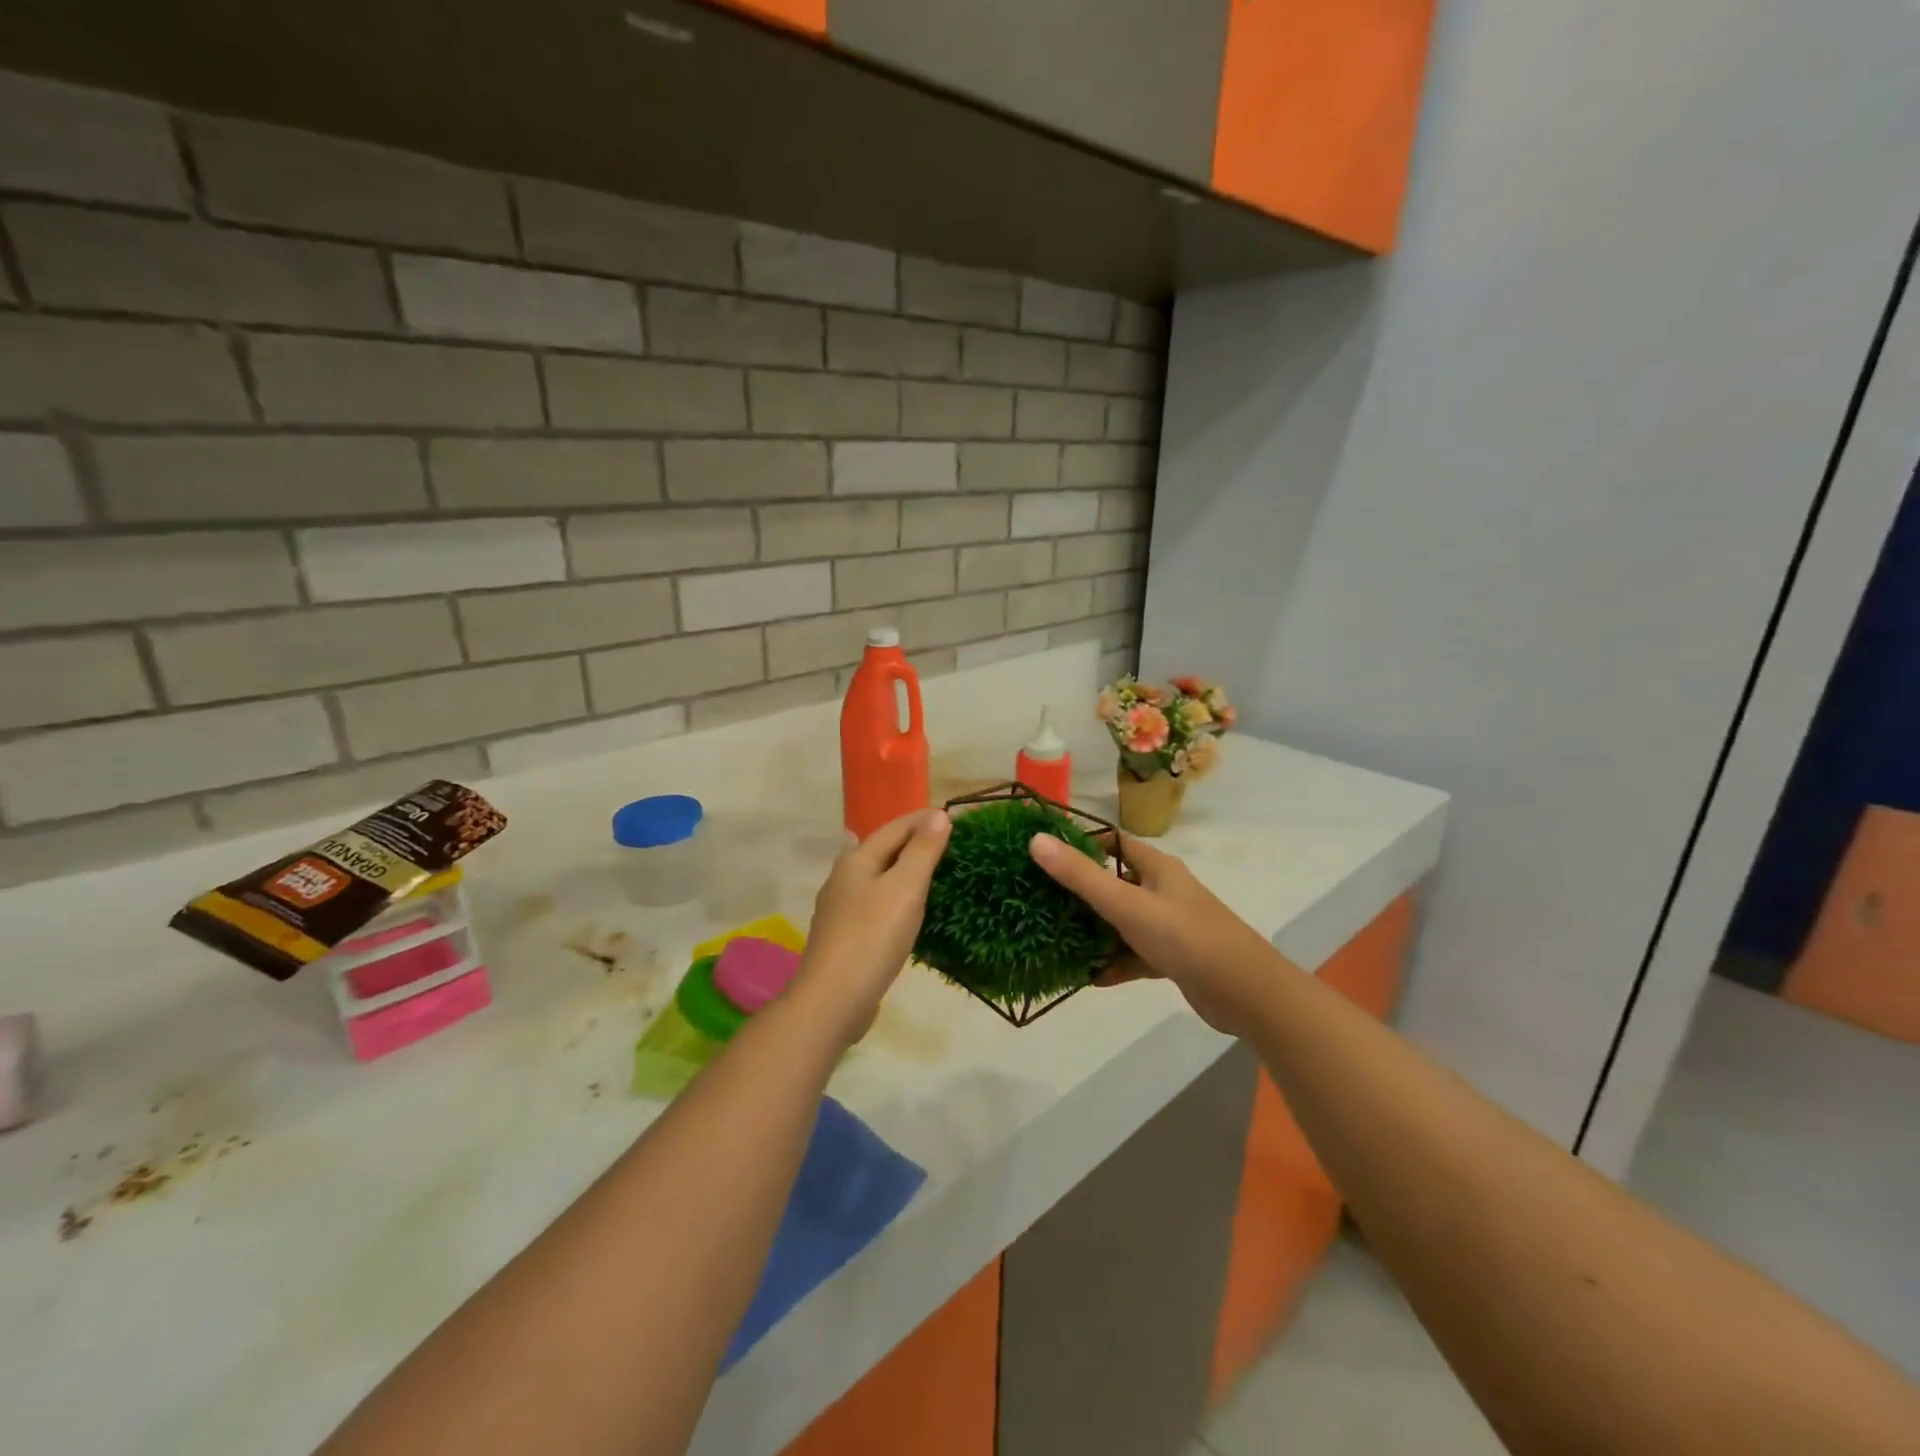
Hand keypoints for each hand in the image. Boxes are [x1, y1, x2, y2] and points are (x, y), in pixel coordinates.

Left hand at [795, 809, 950, 1047]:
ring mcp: (840, 908)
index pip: (895, 827)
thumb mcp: (905, 888)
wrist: (833, 999)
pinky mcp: (844, 936)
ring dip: (902, 868)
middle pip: (881, 849)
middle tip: (946, 842)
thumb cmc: (872, 937)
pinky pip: (875, 902)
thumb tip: (938, 815)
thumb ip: (922, 851)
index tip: (953, 816)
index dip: (923, 819)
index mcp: (856, 860)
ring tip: (928, 869)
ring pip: (876, 876)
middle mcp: (843, 878)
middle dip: (912, 841)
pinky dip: (893, 895)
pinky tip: (901, 906)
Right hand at [1028, 831, 1282, 1037]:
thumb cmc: (1185, 937)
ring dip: (1093, 931)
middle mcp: (1162, 891)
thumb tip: (1035, 839)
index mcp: (1156, 867)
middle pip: (1113, 883)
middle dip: (1079, 892)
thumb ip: (1080, 876)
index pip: (1113, 843)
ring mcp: (1168, 925)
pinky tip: (1088, 977)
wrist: (1246, 994)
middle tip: (1038, 899)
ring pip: (1121, 922)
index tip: (1043, 851)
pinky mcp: (1172, 958)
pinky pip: (1133, 955)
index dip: (1080, 843)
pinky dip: (1113, 963)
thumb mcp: (1127, 904)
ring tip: (1054, 939)